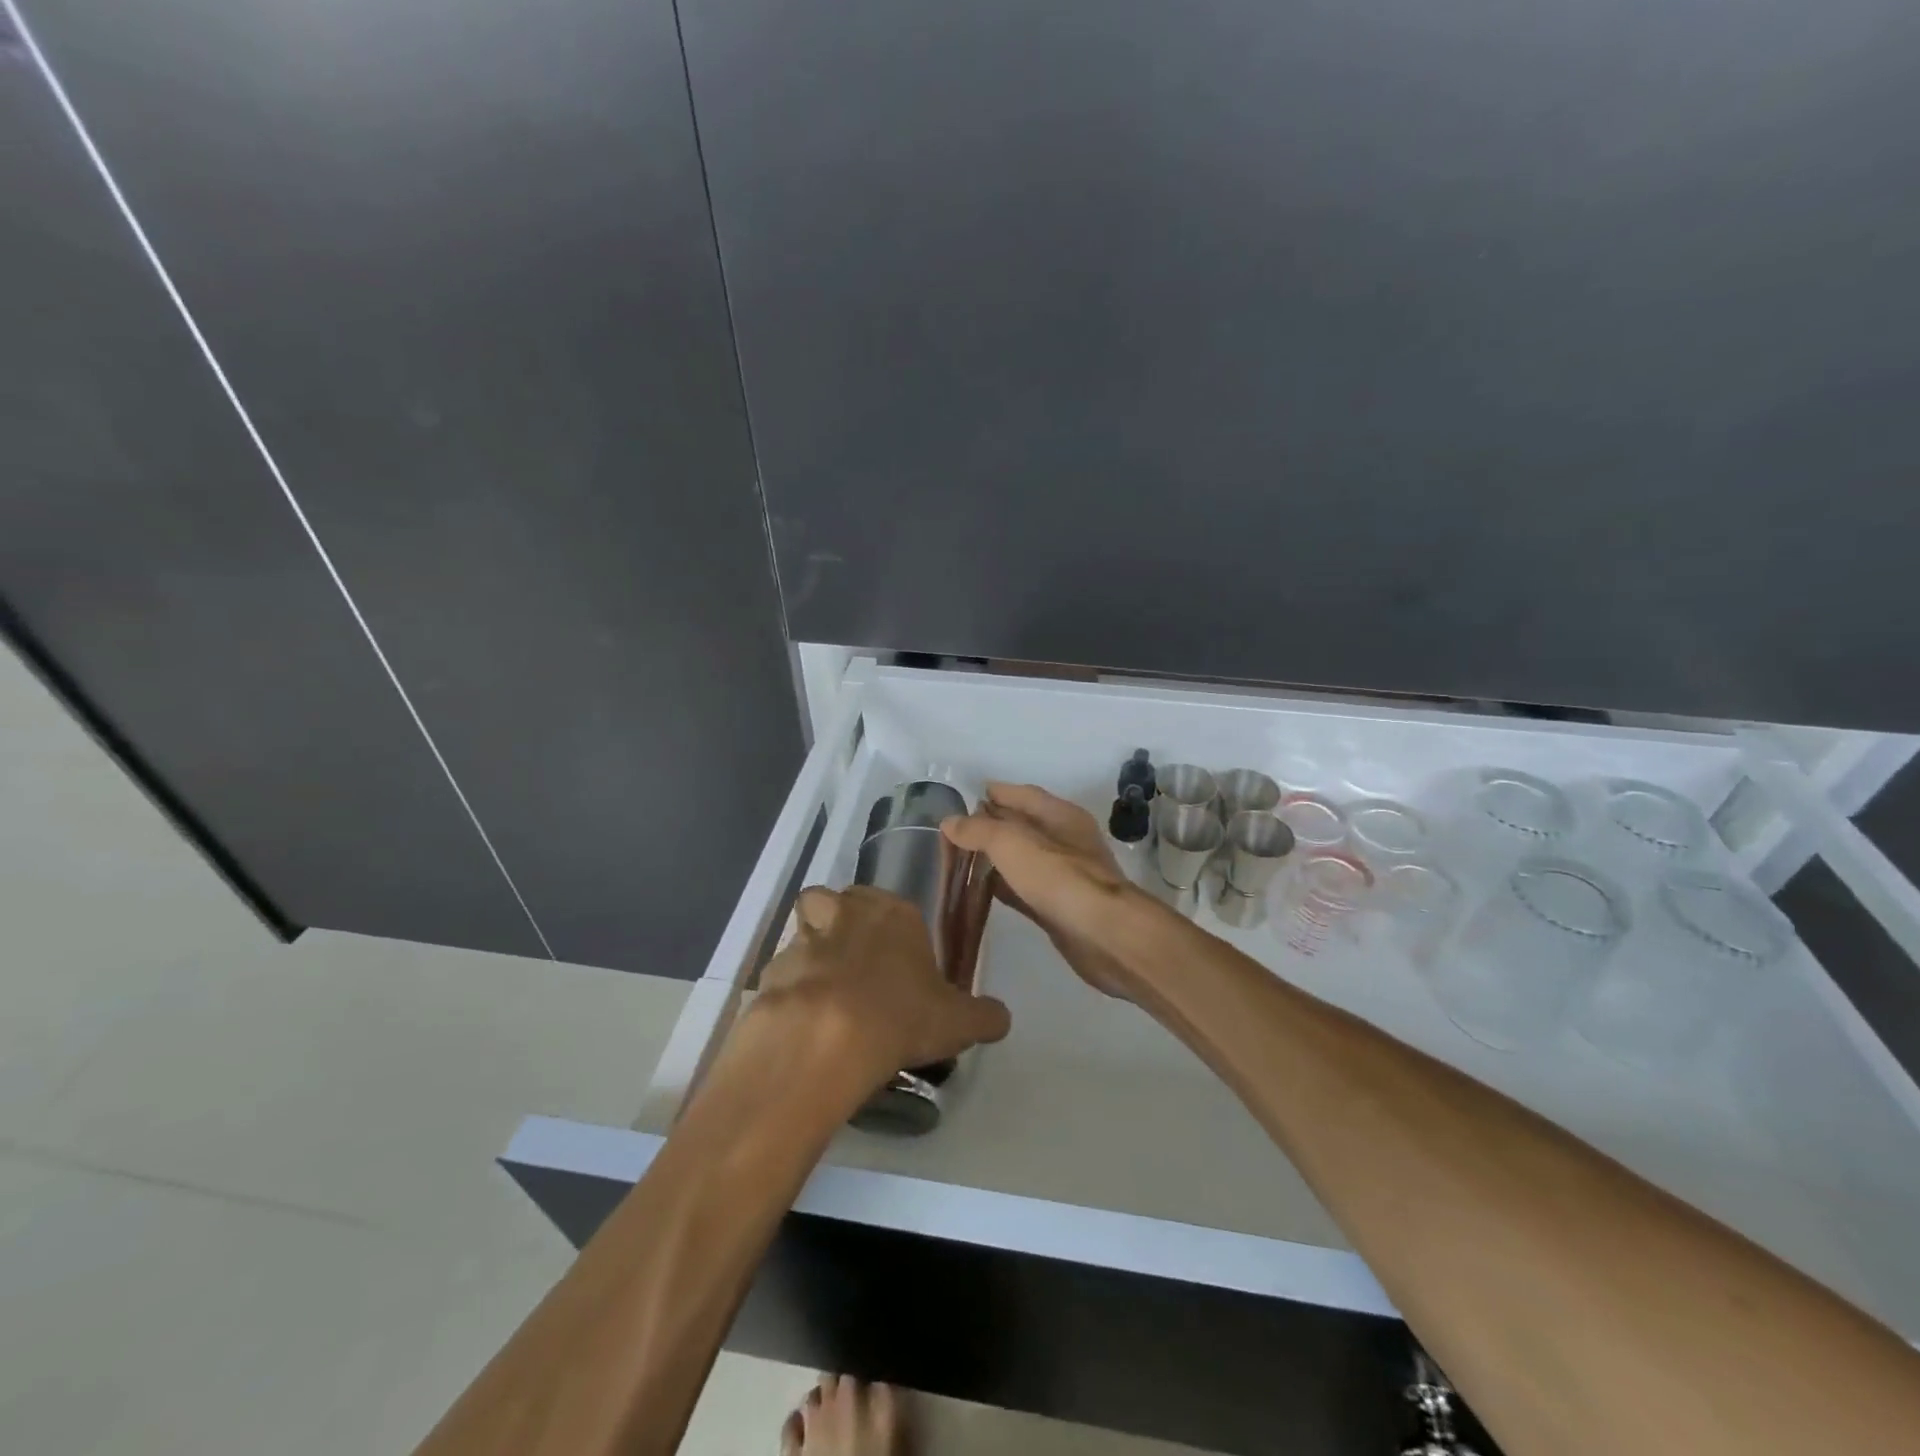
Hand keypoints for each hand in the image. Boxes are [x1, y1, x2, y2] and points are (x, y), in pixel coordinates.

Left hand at [757, 885, 1011, 1084]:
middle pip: (836, 902)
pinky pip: (782, 973)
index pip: (889, 903)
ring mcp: (804, 938)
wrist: (827, 1039)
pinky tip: (803, 1024)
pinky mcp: (772, 969)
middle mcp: (846, 912)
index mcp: (893, 912)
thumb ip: (984, 1015)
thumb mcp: (959, 1022)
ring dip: (811, 955)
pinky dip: (790, 992)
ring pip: (803, 932)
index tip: (896, 961)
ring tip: (825, 996)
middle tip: (855, 969)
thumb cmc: (902, 1015)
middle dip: (841, 925)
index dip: (890, 930)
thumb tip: (1001, 1018)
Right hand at [941, 783, 1154, 1000]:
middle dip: (992, 824)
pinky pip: (1024, 888)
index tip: (966, 798)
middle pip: (1023, 825)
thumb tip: (950, 822)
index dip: (996, 793)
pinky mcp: (1059, 907)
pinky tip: (982, 891)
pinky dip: (1004, 886)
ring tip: (962, 859)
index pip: (1023, 794)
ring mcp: (1064, 875)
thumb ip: (978, 830)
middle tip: (956, 831)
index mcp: (1060, 815)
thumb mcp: (1011, 843)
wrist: (1102, 935)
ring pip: (1023, 858)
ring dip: (996, 857)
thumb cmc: (1058, 877)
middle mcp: (1065, 840)